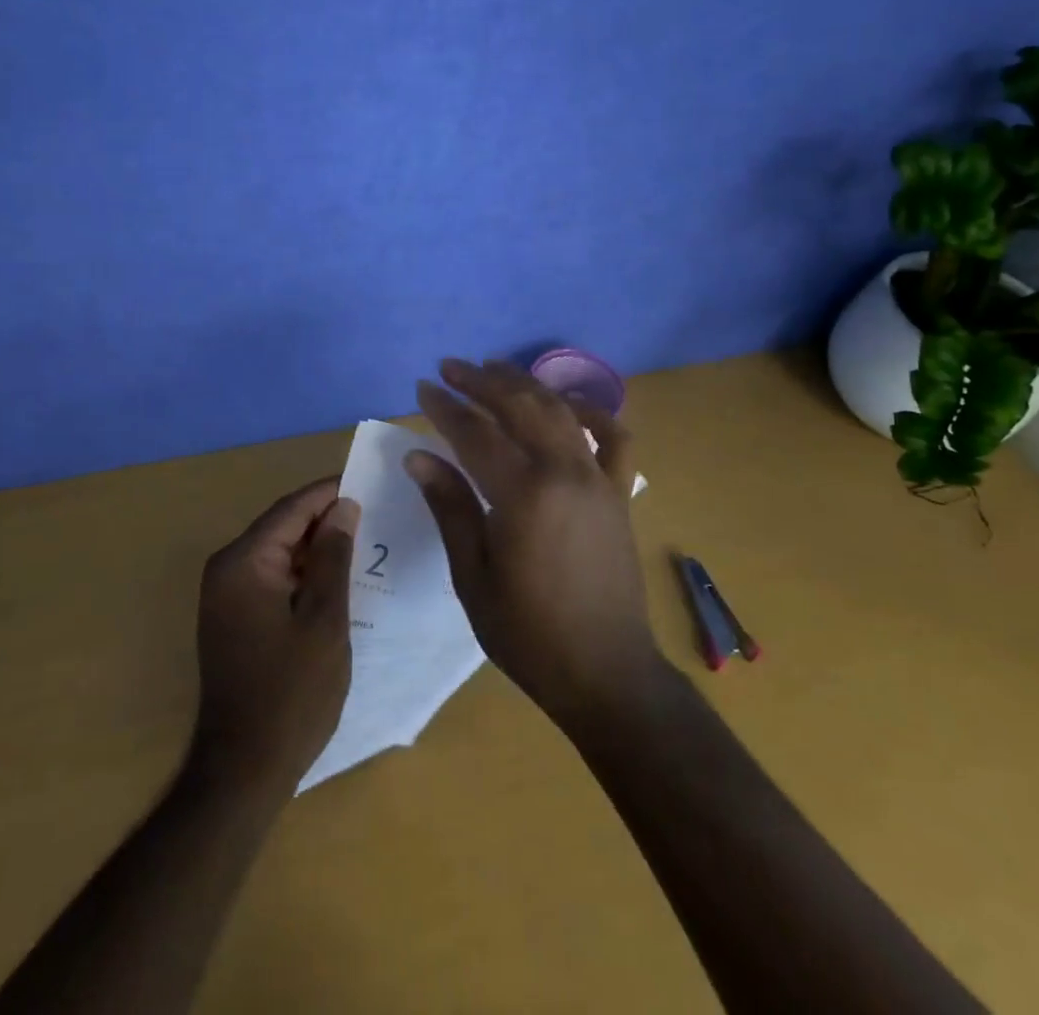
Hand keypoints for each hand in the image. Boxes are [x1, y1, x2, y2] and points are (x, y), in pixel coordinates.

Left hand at [189, 479, 358, 792]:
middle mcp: (227, 568)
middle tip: (375, 514)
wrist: (243, 770)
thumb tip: (344, 507)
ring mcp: (226, 594)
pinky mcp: (233, 617)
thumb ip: (334, 557)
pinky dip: (303, 573)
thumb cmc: (291, 693)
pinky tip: (337, 579)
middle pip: (283, 526)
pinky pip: (272, 577)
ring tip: (364, 542)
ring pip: (279, 551)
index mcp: (244, 562)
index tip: (370, 484)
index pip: (292, 508)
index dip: (330, 493)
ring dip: (317, 548)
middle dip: (326, 519)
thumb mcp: (325, 620)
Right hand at [407, 358, 662, 726]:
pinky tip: (568, 405)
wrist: (605, 672)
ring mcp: (598, 479)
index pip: (476, 434)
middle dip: (482, 381)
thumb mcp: (472, 575)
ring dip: (526, 384)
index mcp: (524, 495)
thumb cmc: (528, 633)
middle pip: (520, 407)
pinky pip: (615, 438)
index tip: (423, 387)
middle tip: (451, 367)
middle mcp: (565, 472)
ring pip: (561, 411)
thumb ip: (450, 507)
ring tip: (494, 369)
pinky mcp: (619, 492)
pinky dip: (592, 413)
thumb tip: (419, 456)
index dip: (446, 408)